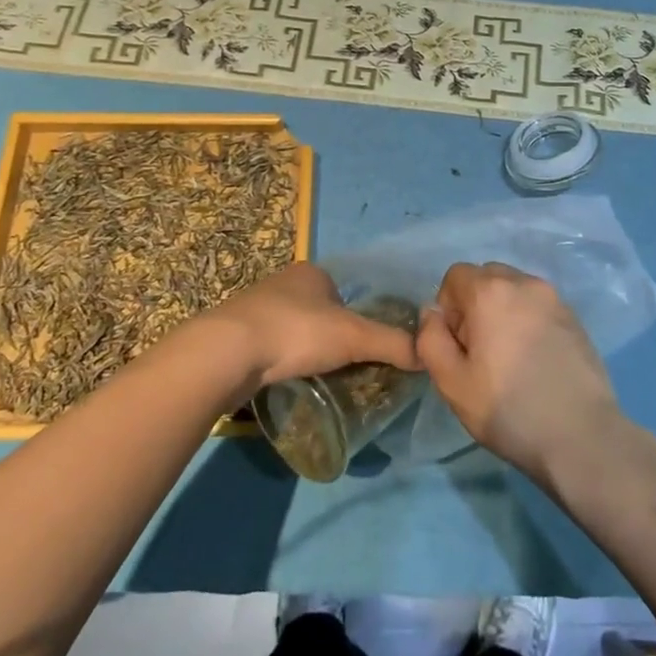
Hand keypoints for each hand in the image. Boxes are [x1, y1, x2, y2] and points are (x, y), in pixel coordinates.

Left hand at [203, 262, 422, 390]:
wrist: (226, 353)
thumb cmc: (296, 332)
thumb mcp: (354, 337)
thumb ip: (392, 344)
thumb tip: (428, 356)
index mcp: (311, 273)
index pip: (344, 292)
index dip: (357, 317)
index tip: (364, 347)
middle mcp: (282, 284)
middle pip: (319, 311)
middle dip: (331, 336)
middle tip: (347, 367)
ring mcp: (255, 309)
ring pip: (293, 330)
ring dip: (305, 350)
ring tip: (320, 378)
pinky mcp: (235, 337)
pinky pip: (270, 348)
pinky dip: (282, 362)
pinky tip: (288, 381)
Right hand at [416, 262, 620, 482]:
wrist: (581, 435)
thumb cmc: (508, 409)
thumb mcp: (452, 382)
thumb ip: (430, 339)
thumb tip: (432, 313)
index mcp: (491, 291)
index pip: (455, 275)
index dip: (448, 307)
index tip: (458, 345)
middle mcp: (524, 283)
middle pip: (487, 277)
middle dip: (475, 305)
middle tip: (480, 352)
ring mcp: (555, 299)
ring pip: (515, 290)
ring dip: (503, 312)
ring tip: (509, 358)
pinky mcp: (575, 318)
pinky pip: (539, 307)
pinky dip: (528, 322)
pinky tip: (535, 362)